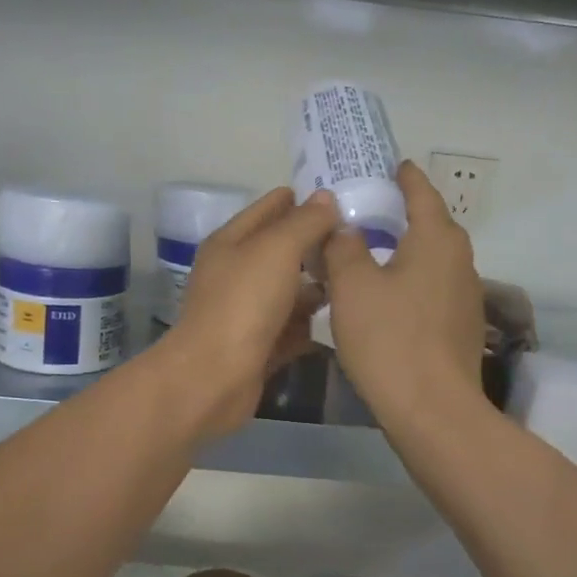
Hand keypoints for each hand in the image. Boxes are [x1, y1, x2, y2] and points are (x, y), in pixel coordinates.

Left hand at [164, 187, 339, 439]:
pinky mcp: (259, 346)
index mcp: (231, 242)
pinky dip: (313, 323)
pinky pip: (292, 327)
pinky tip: (345, 318)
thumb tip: (327, 197)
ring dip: (318, 285)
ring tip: (360, 278)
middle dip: (317, 244)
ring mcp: (246, 312)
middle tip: (362, 239)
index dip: (303, 200)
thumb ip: (305, 222)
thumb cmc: (244, 303)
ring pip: (289, 290)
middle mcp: (236, 273)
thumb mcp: (277, 249)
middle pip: (282, 250)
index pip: (270, 208)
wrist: (214, 378)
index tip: (344, 198)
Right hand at [322, 161, 484, 428]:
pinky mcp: (461, 327)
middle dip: (401, 213)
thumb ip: (344, 247)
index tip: (391, 165)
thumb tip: (345, 228)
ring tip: (371, 251)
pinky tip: (387, 297)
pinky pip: (433, 288)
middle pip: (430, 225)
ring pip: (431, 259)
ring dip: (405, 250)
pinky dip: (411, 280)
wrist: (433, 411)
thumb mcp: (352, 286)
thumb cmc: (390, 338)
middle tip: (366, 209)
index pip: (421, 192)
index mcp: (437, 239)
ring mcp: (466, 296)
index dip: (404, 176)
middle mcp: (460, 260)